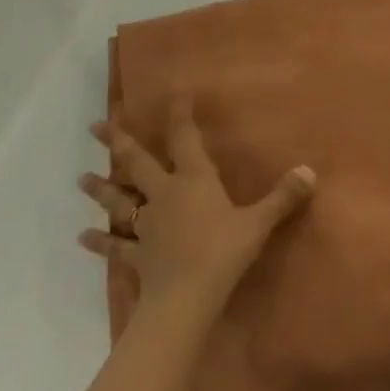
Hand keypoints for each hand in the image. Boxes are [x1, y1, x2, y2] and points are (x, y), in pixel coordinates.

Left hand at [79, 100, 315, 311]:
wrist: (185, 299)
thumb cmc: (223, 252)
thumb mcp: (258, 223)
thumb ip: (282, 197)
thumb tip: (309, 172)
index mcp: (194, 179)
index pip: (185, 138)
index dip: (179, 114)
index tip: (172, 91)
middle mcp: (165, 194)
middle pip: (137, 163)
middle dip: (118, 142)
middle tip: (96, 125)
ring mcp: (146, 225)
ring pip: (119, 201)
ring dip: (100, 189)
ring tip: (80, 177)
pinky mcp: (136, 255)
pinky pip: (115, 246)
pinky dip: (99, 241)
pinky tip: (81, 236)